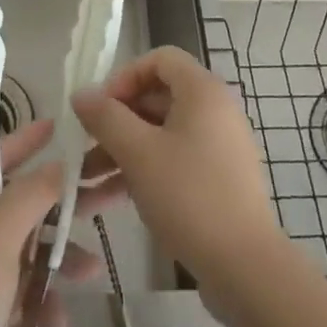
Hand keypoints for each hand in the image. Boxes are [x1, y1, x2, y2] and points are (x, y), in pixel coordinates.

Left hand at [0, 119, 113, 326]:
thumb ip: (31, 195)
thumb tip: (56, 164)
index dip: (26, 142)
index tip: (58, 127)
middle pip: (15, 206)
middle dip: (57, 209)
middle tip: (103, 197)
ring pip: (21, 252)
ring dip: (54, 262)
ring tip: (91, 273)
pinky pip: (15, 293)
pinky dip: (37, 303)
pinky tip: (57, 322)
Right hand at [73, 46, 283, 299]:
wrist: (245, 267)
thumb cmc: (190, 196)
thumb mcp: (138, 153)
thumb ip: (106, 118)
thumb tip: (81, 93)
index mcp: (202, 91)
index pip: (159, 59)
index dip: (125, 76)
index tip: (100, 108)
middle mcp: (213, 110)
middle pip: (157, 97)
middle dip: (116, 121)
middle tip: (85, 145)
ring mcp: (217, 146)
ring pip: (160, 134)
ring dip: (121, 151)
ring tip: (84, 181)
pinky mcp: (216, 179)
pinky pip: (173, 161)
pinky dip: (142, 172)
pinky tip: (107, 201)